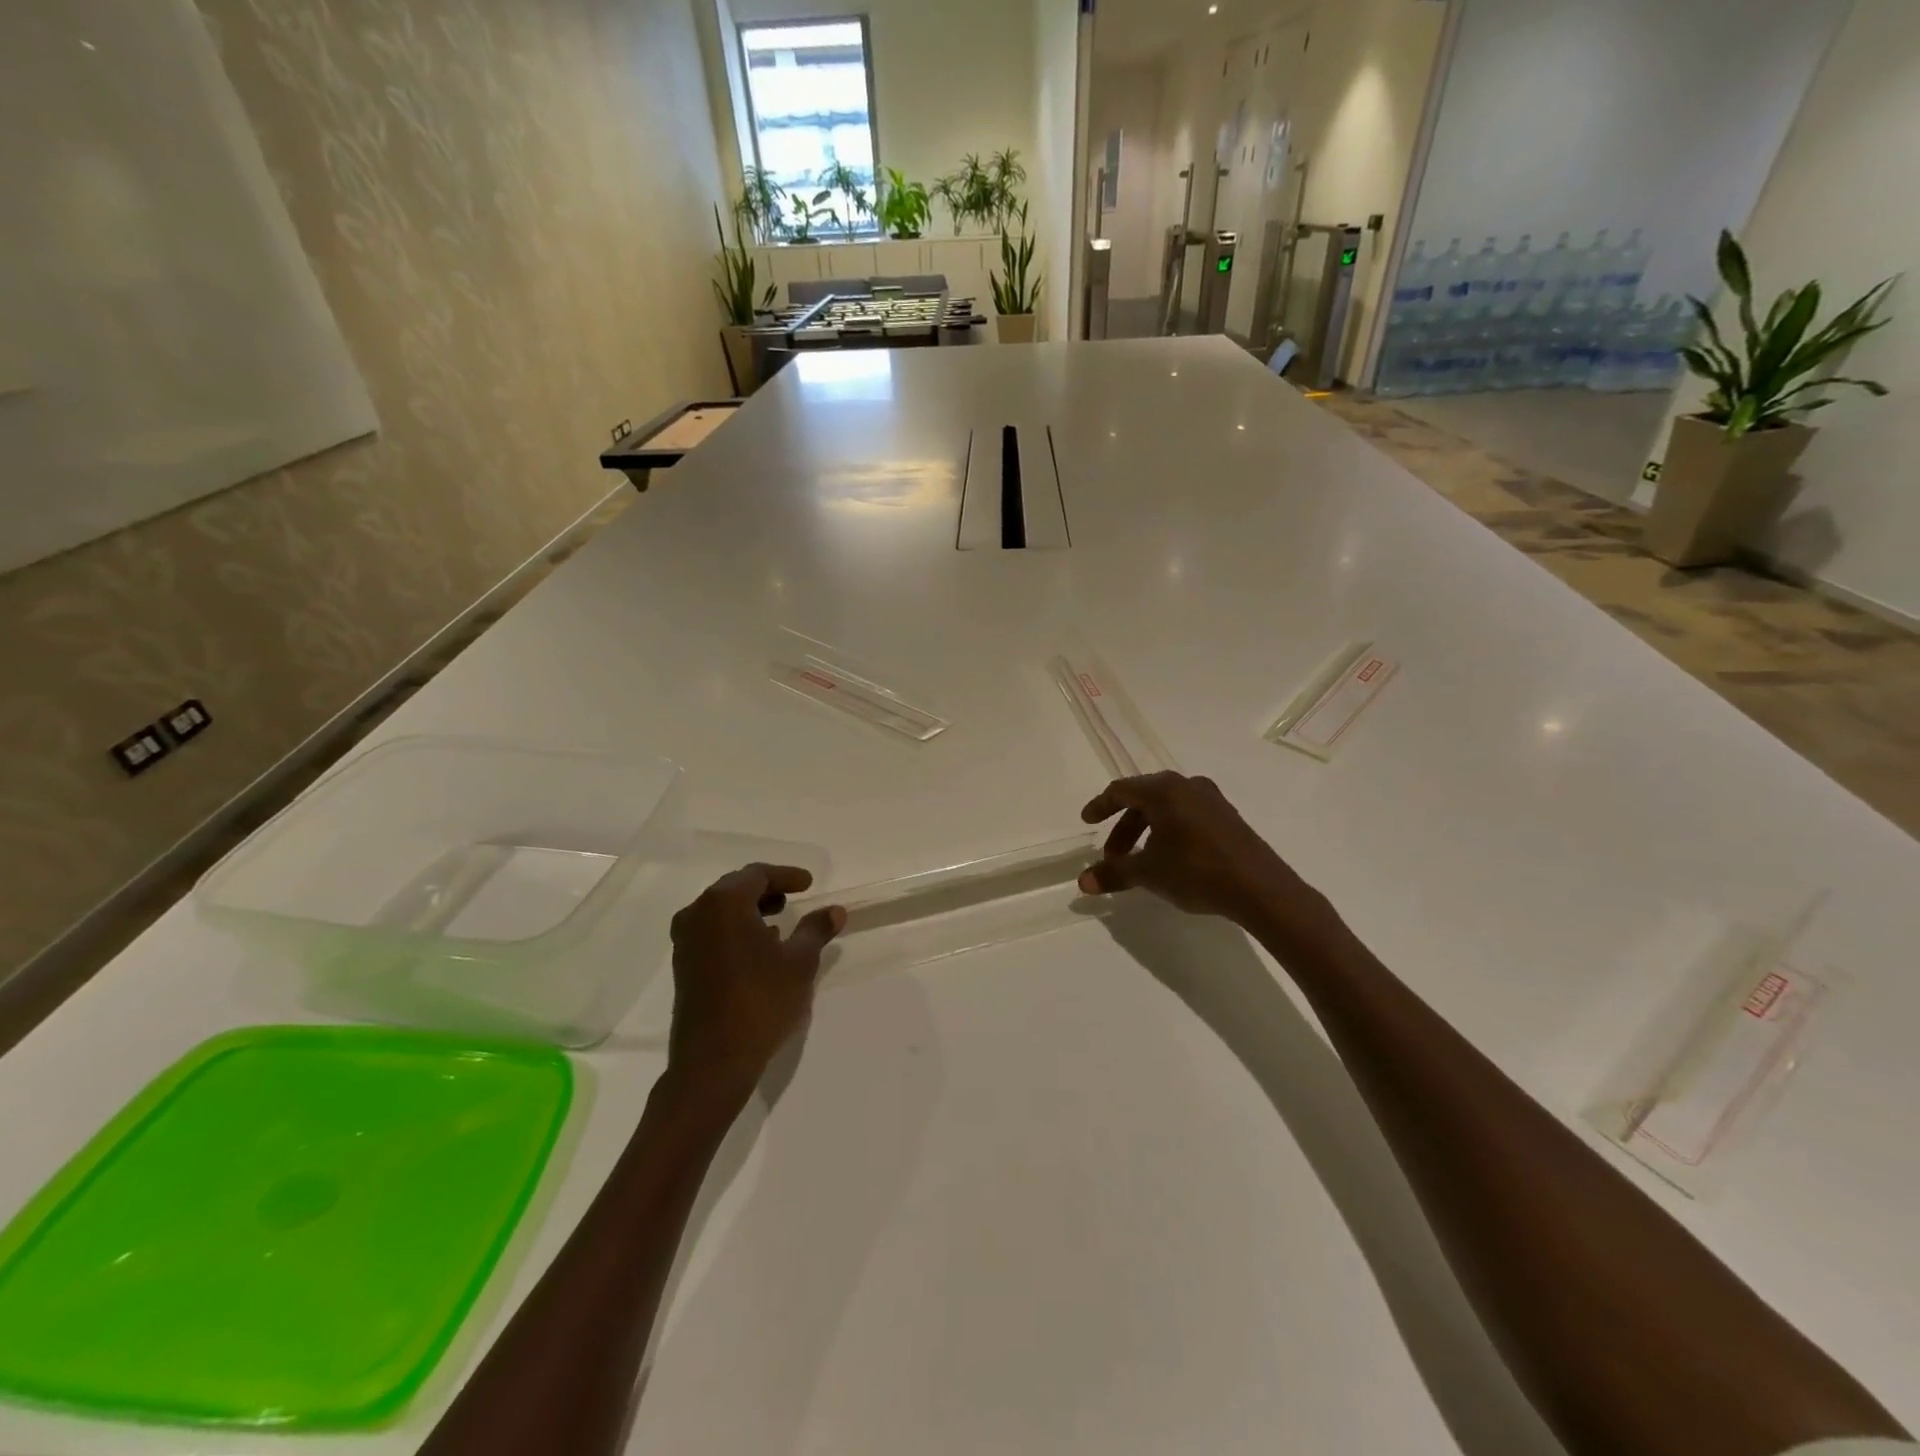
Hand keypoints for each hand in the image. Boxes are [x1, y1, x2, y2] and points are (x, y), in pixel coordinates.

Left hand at [667, 864, 845, 1097]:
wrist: (713, 1061)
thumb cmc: (761, 1001)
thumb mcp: (800, 962)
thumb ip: (816, 929)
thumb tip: (835, 910)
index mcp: (724, 903)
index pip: (757, 874)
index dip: (786, 876)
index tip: (809, 884)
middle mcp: (698, 913)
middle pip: (735, 888)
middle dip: (767, 890)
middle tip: (794, 898)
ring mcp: (686, 940)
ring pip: (721, 910)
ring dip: (750, 910)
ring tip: (779, 922)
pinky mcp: (683, 965)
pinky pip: (712, 931)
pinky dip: (736, 929)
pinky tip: (758, 948)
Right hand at [1077, 772, 1323, 931]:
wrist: (1260, 888)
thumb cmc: (1196, 871)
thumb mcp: (1148, 873)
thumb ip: (1114, 873)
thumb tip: (1082, 882)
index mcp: (1164, 790)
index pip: (1122, 790)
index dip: (1101, 806)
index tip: (1087, 822)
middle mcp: (1187, 786)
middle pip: (1143, 800)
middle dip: (1123, 828)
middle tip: (1113, 857)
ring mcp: (1212, 800)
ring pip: (1166, 809)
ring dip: (1145, 832)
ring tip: (1140, 862)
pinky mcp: (1228, 818)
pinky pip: (1187, 817)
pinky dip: (1168, 833)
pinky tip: (1169, 859)